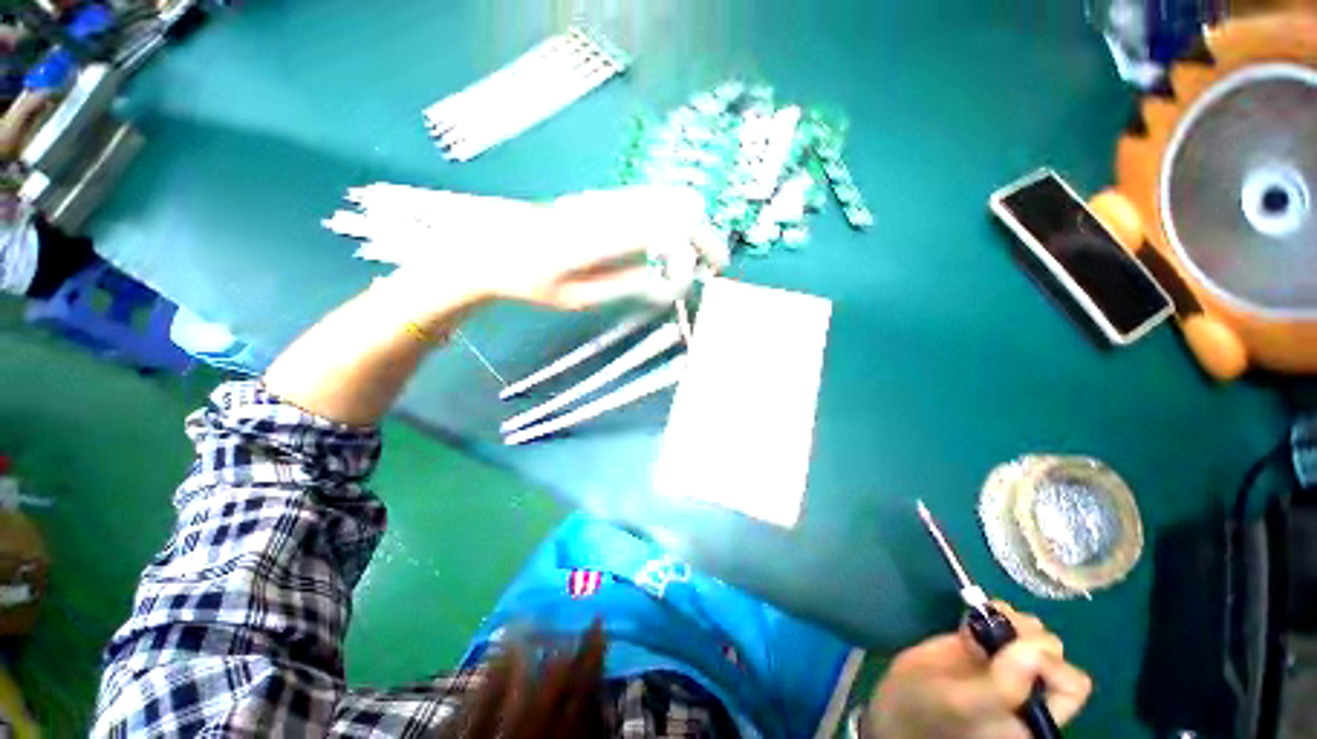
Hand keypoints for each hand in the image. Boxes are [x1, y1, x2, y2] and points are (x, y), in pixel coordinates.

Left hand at [396, 185, 726, 311]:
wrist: (492, 247)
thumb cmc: (531, 281)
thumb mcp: (579, 298)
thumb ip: (628, 285)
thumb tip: (668, 280)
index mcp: (605, 232)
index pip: (673, 226)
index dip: (697, 250)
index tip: (700, 278)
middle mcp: (612, 205)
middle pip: (681, 205)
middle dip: (706, 237)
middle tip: (713, 267)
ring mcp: (609, 196)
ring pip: (671, 199)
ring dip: (692, 229)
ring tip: (696, 261)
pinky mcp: (606, 198)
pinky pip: (655, 202)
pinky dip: (676, 223)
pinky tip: (672, 248)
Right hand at [862, 603, 1091, 738]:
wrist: (895, 705)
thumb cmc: (928, 712)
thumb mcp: (962, 704)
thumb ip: (1002, 685)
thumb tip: (1036, 648)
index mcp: (1034, 717)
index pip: (1070, 685)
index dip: (1049, 664)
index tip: (1014, 652)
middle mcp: (1027, 692)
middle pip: (1053, 653)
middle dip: (1026, 634)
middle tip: (994, 629)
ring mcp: (1004, 668)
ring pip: (1029, 634)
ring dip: (1009, 619)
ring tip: (980, 620)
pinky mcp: (982, 649)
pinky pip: (1001, 624)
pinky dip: (989, 613)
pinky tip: (968, 620)